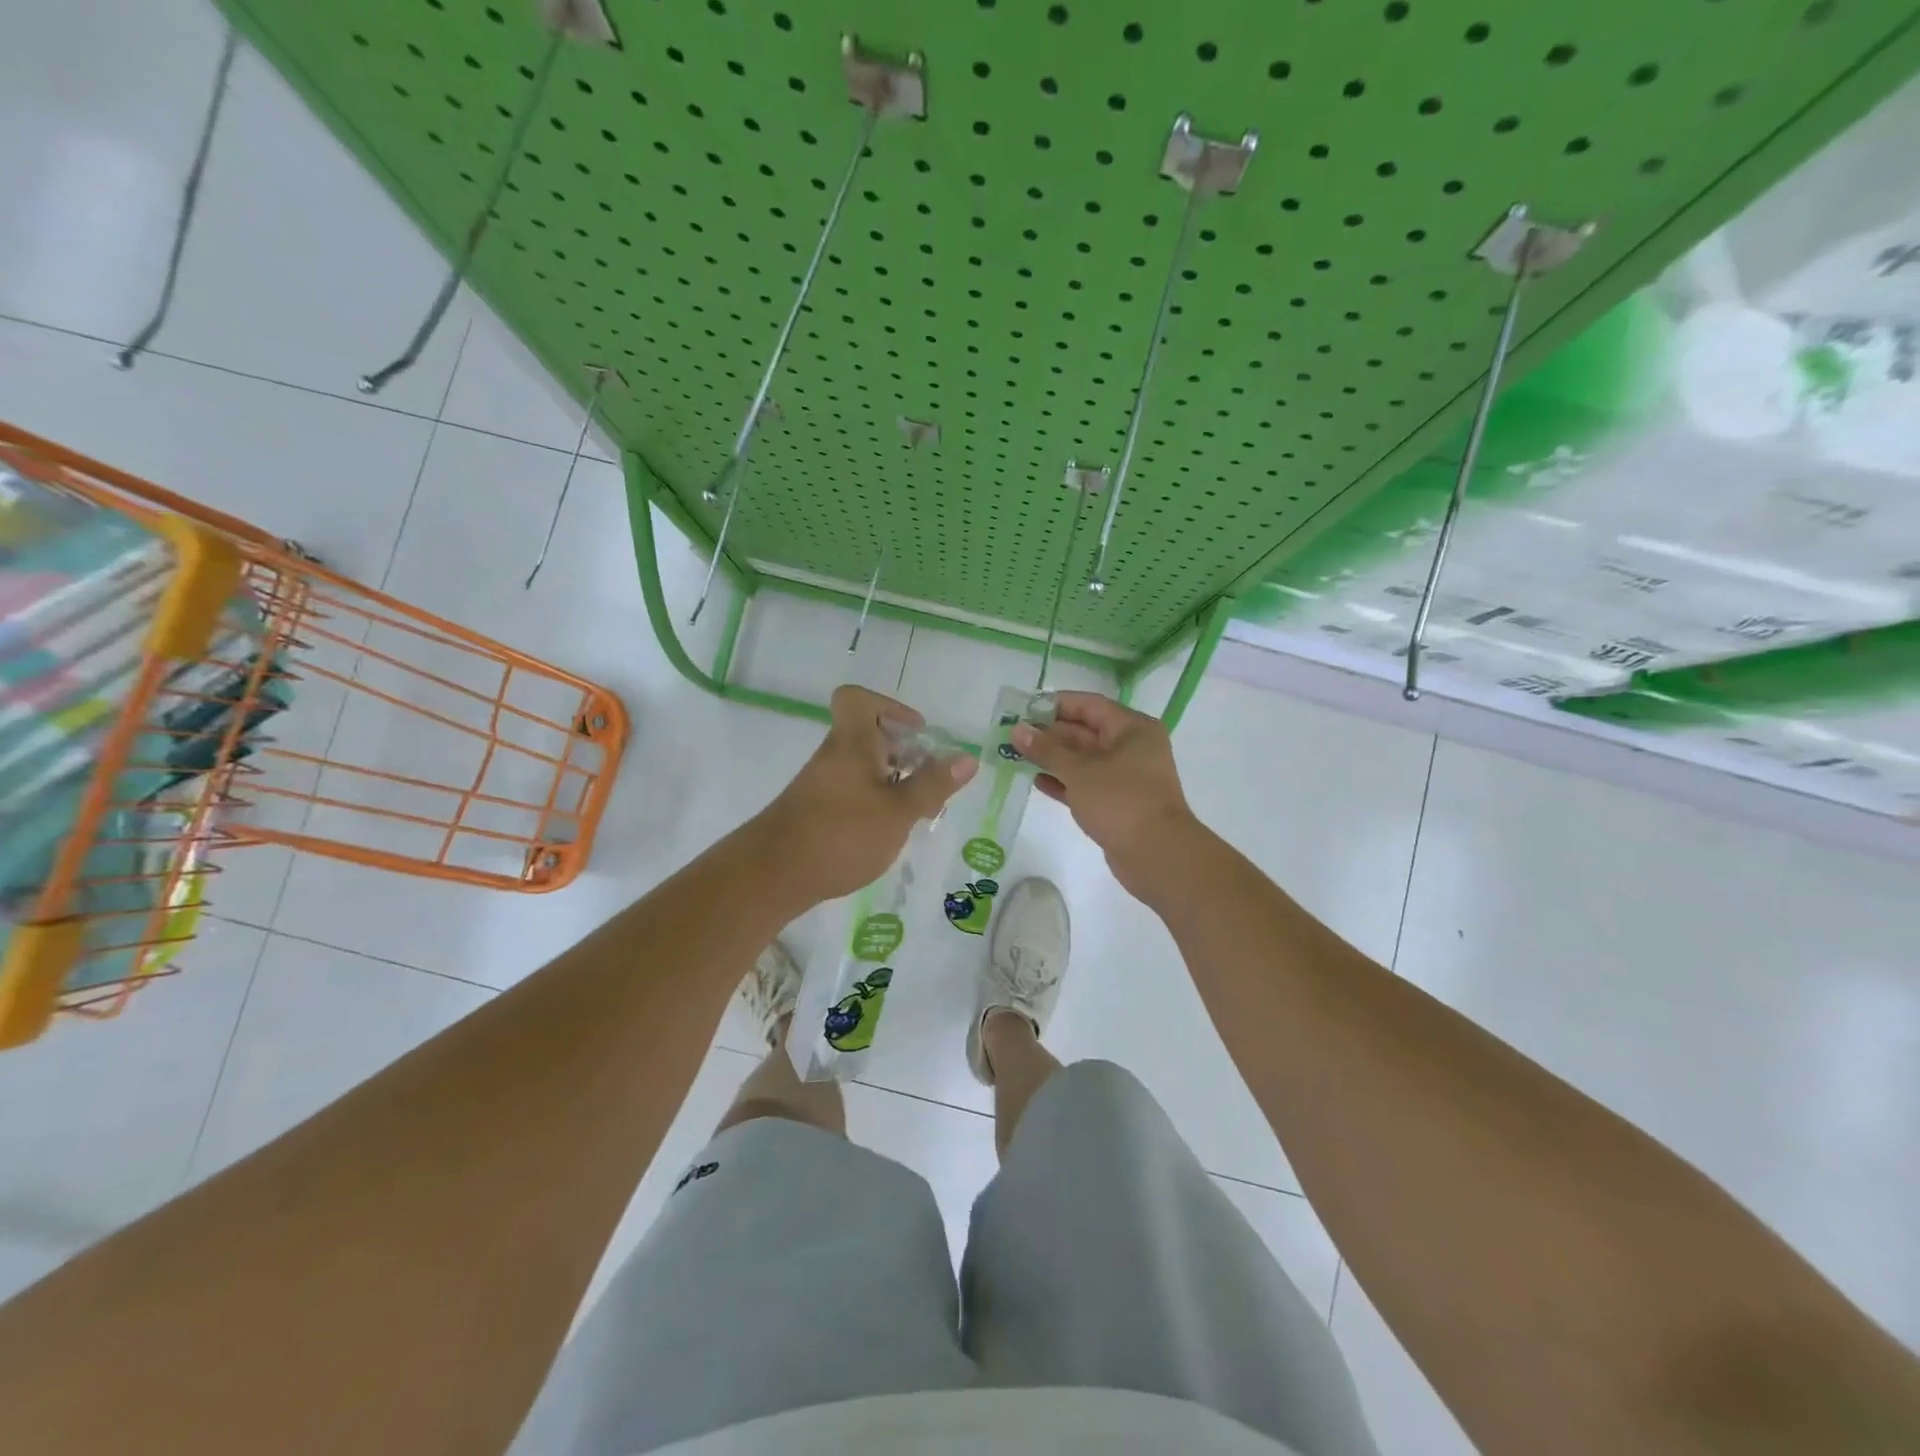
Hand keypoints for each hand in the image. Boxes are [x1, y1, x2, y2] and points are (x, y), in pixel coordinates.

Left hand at [755, 685, 976, 904]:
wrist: (773, 875)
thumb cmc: (842, 834)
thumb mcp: (899, 811)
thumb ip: (933, 785)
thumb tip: (967, 757)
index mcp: (853, 742)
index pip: (858, 699)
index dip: (890, 707)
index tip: (916, 733)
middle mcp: (834, 756)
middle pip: (867, 735)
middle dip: (902, 752)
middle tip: (928, 779)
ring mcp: (820, 784)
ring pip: (861, 767)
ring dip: (891, 781)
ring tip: (916, 811)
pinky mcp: (814, 811)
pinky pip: (850, 792)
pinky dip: (873, 802)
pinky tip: (887, 832)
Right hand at [1012, 691, 1200, 898]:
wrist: (1157, 855)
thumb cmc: (1120, 801)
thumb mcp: (1079, 771)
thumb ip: (1046, 749)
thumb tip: (1017, 729)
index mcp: (1132, 728)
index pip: (1089, 705)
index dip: (1055, 704)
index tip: (1023, 708)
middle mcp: (1132, 747)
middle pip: (1085, 732)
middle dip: (1049, 733)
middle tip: (1013, 735)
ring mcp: (1126, 777)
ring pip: (1084, 760)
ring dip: (1053, 758)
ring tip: (1016, 756)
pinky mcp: (1118, 803)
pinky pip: (1086, 784)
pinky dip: (1064, 782)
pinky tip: (1036, 782)